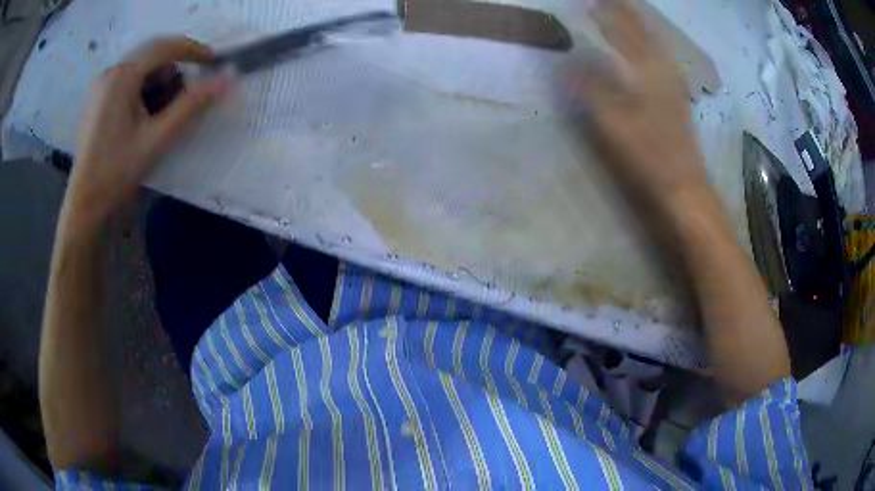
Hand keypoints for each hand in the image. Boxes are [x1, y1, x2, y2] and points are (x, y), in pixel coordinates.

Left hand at [66, 37, 230, 227]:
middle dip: (174, 69)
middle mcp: (111, 72)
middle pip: (151, 55)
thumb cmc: (117, 172)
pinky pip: (128, 81)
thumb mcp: (157, 139)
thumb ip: (191, 106)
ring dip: (158, 81)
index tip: (213, 61)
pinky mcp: (98, 99)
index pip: (164, 47)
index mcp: (122, 76)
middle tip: (187, 92)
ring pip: (140, 68)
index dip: (192, 50)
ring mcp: (102, 85)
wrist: (85, 204)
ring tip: (162, 112)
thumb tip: (227, 80)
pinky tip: (144, 115)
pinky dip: (143, 89)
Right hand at [566, 0, 709, 213]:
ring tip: (628, 15)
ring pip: (656, 45)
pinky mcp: (677, 99)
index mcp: (646, 71)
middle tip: (611, 2)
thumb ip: (590, 89)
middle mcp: (662, 71)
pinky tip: (649, 49)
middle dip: (626, 13)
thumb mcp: (613, 123)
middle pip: (642, 33)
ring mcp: (673, 85)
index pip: (623, 31)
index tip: (590, 2)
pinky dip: (652, 47)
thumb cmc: (649, 156)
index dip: (606, 13)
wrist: (685, 188)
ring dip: (640, 27)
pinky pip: (662, 60)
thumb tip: (566, 61)